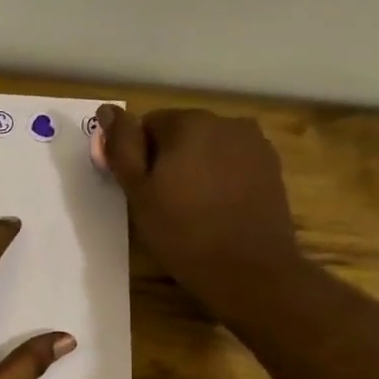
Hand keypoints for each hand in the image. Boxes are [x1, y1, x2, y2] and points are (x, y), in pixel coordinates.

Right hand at [97, 104, 302, 314]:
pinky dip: (221, 178)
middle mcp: (225, 121)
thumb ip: (122, 147)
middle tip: (162, 202)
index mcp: (188, 123)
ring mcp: (254, 143)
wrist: (248, 268)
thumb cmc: (182, 231)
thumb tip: (107, 110)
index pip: (148, 124)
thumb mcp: (139, 192)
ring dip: (196, 167)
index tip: (141, 190)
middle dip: (169, 159)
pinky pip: (233, 162)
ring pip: (209, 147)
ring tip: (192, 207)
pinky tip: (218, 209)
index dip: (139, 157)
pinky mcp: (271, 166)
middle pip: (182, 132)